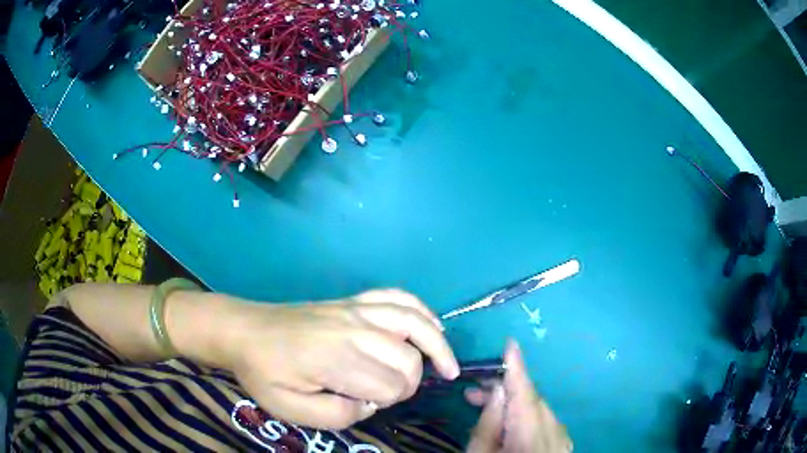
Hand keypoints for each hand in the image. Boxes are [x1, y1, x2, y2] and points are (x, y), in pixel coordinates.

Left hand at [223, 289, 459, 429]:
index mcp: (337, 361)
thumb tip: (369, 403)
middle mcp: (355, 331)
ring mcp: (356, 310)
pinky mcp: (353, 300)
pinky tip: (433, 326)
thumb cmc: (264, 372)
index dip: (389, 402)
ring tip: (448, 367)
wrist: (244, 330)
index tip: (366, 405)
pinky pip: (397, 297)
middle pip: (409, 359)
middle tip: (389, 394)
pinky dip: (422, 310)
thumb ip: (337, 416)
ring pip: (415, 323)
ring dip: (437, 347)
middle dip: (410, 384)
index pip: (391, 387)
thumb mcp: (290, 409)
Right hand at [465, 340, 571, 451]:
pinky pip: (545, 424)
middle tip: (473, 392)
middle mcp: (554, 430)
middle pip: (531, 401)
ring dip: (514, 406)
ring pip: (539, 412)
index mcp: (531, 431)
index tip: (510, 343)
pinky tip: (510, 427)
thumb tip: (498, 390)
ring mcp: (562, 438)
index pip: (524, 391)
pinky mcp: (562, 446)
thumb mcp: (479, 452)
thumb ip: (488, 423)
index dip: (516, 367)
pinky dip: (528, 420)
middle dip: (505, 390)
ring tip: (487, 410)